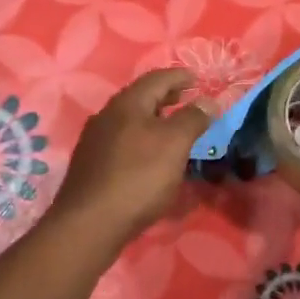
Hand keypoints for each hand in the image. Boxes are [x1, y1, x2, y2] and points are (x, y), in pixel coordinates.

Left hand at [52, 68, 210, 246]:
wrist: (90, 222)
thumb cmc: (138, 176)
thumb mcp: (174, 144)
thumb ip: (193, 118)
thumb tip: (208, 100)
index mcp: (127, 103)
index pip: (157, 78)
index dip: (181, 76)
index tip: (199, 80)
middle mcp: (107, 116)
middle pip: (141, 98)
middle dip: (167, 97)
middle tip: (188, 101)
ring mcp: (95, 141)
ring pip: (130, 121)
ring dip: (154, 121)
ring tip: (174, 131)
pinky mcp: (92, 166)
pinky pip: (123, 143)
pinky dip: (142, 141)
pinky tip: (151, 157)